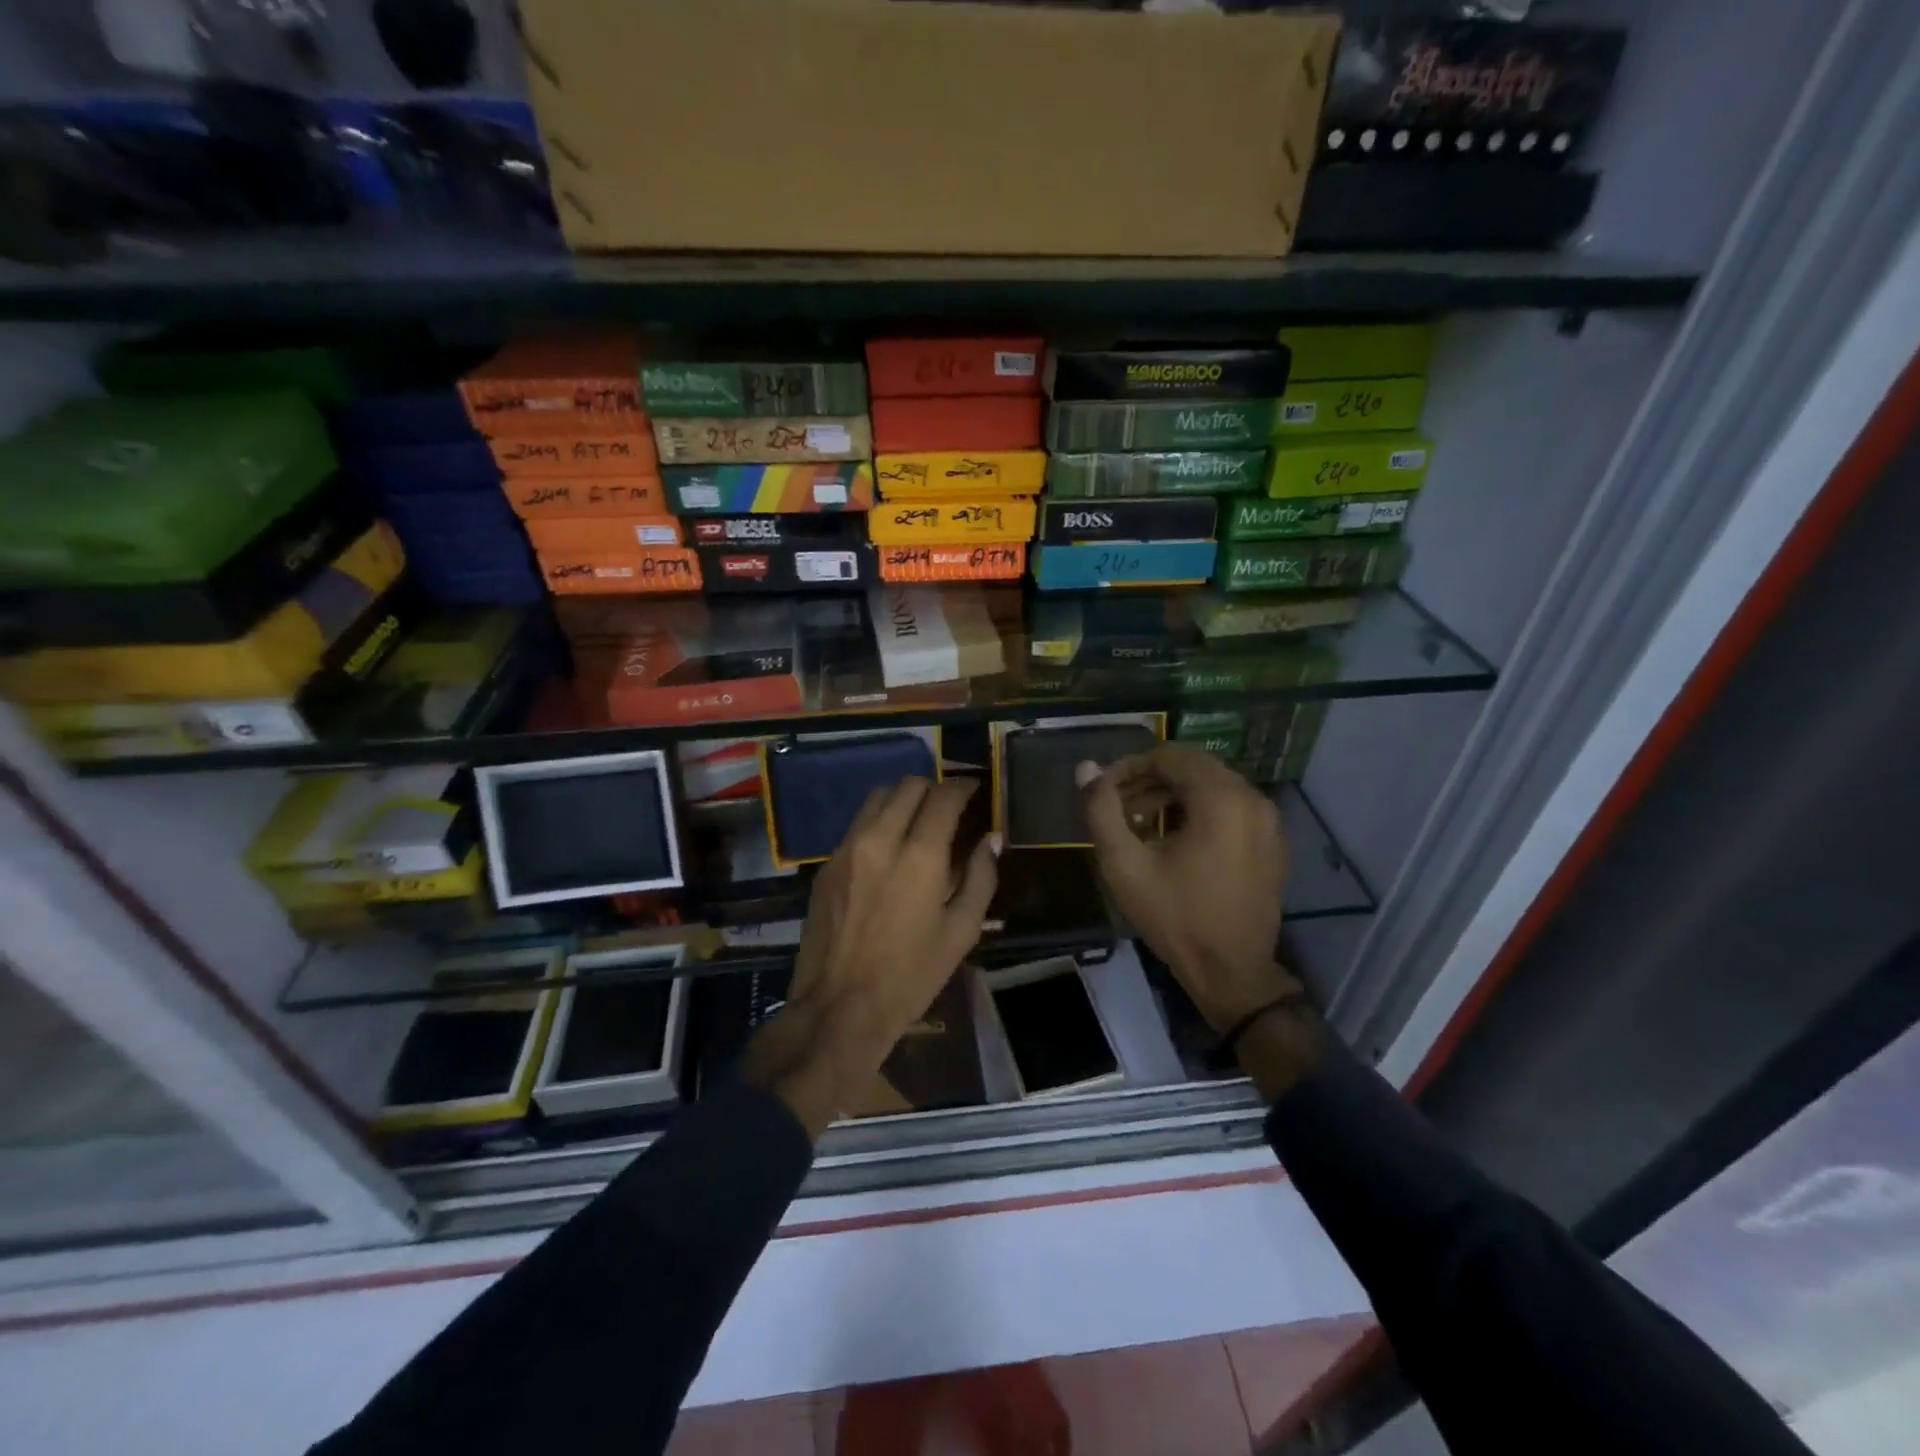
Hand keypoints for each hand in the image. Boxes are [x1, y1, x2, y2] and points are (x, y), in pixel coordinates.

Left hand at [742, 777, 998, 1137]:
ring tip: (917, 823)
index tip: (974, 791)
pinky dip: (878, 822)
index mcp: (920, 855)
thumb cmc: (911, 975)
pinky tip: (888, 850)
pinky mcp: (826, 865)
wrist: (840, 1007)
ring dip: (902, 800)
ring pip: (877, 797)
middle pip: (908, 785)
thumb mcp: (961, 932)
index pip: (944, 796)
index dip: (963, 787)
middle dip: (933, 790)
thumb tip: (990, 839)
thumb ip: (981, 877)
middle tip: (948, 810)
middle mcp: (880, 839)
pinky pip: (857, 825)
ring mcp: (847, 849)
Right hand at [1078, 745, 1299, 1034]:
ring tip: (1137, 820)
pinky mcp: (1270, 840)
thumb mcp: (1125, 864)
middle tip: (1117, 804)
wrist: (1231, 972)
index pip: (1168, 756)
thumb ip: (1101, 810)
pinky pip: (1229, 806)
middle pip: (1192, 766)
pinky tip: (1171, 836)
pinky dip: (1197, 809)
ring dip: (1171, 794)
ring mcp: (1267, 820)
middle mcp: (1251, 798)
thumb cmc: (1175, 917)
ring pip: (1211, 785)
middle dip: (1149, 778)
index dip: (1129, 766)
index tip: (1103, 790)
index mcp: (1220, 798)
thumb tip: (1086, 768)